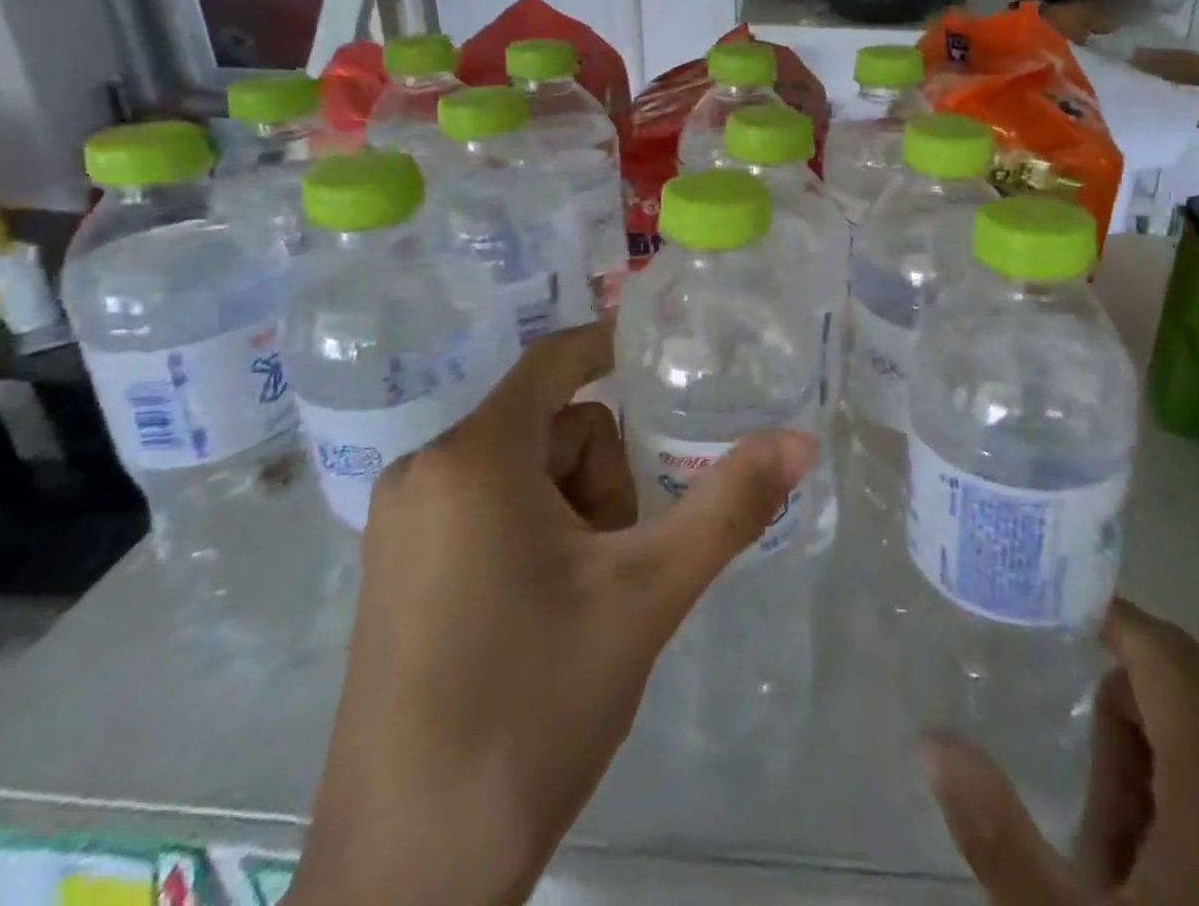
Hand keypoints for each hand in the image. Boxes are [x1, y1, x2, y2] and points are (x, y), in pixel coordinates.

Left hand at [288, 320, 817, 905]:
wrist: (411, 875)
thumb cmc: (533, 706)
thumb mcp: (648, 593)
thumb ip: (729, 504)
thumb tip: (801, 438)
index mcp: (473, 456)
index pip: (557, 360)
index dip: (615, 345)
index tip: (672, 357)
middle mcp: (424, 470)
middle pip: (553, 426)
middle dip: (603, 475)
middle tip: (615, 559)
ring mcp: (402, 522)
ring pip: (526, 470)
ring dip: (574, 511)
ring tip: (582, 597)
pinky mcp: (397, 568)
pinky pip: (489, 507)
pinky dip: (536, 533)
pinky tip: (546, 611)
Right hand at [923, 600, 1198, 905]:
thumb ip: (996, 833)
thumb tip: (931, 741)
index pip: (1169, 656)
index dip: (1114, 618)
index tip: (1053, 611)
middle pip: (1183, 699)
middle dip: (1118, 723)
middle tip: (1078, 794)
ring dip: (1149, 771)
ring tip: (1112, 861)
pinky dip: (1187, 809)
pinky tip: (1154, 882)